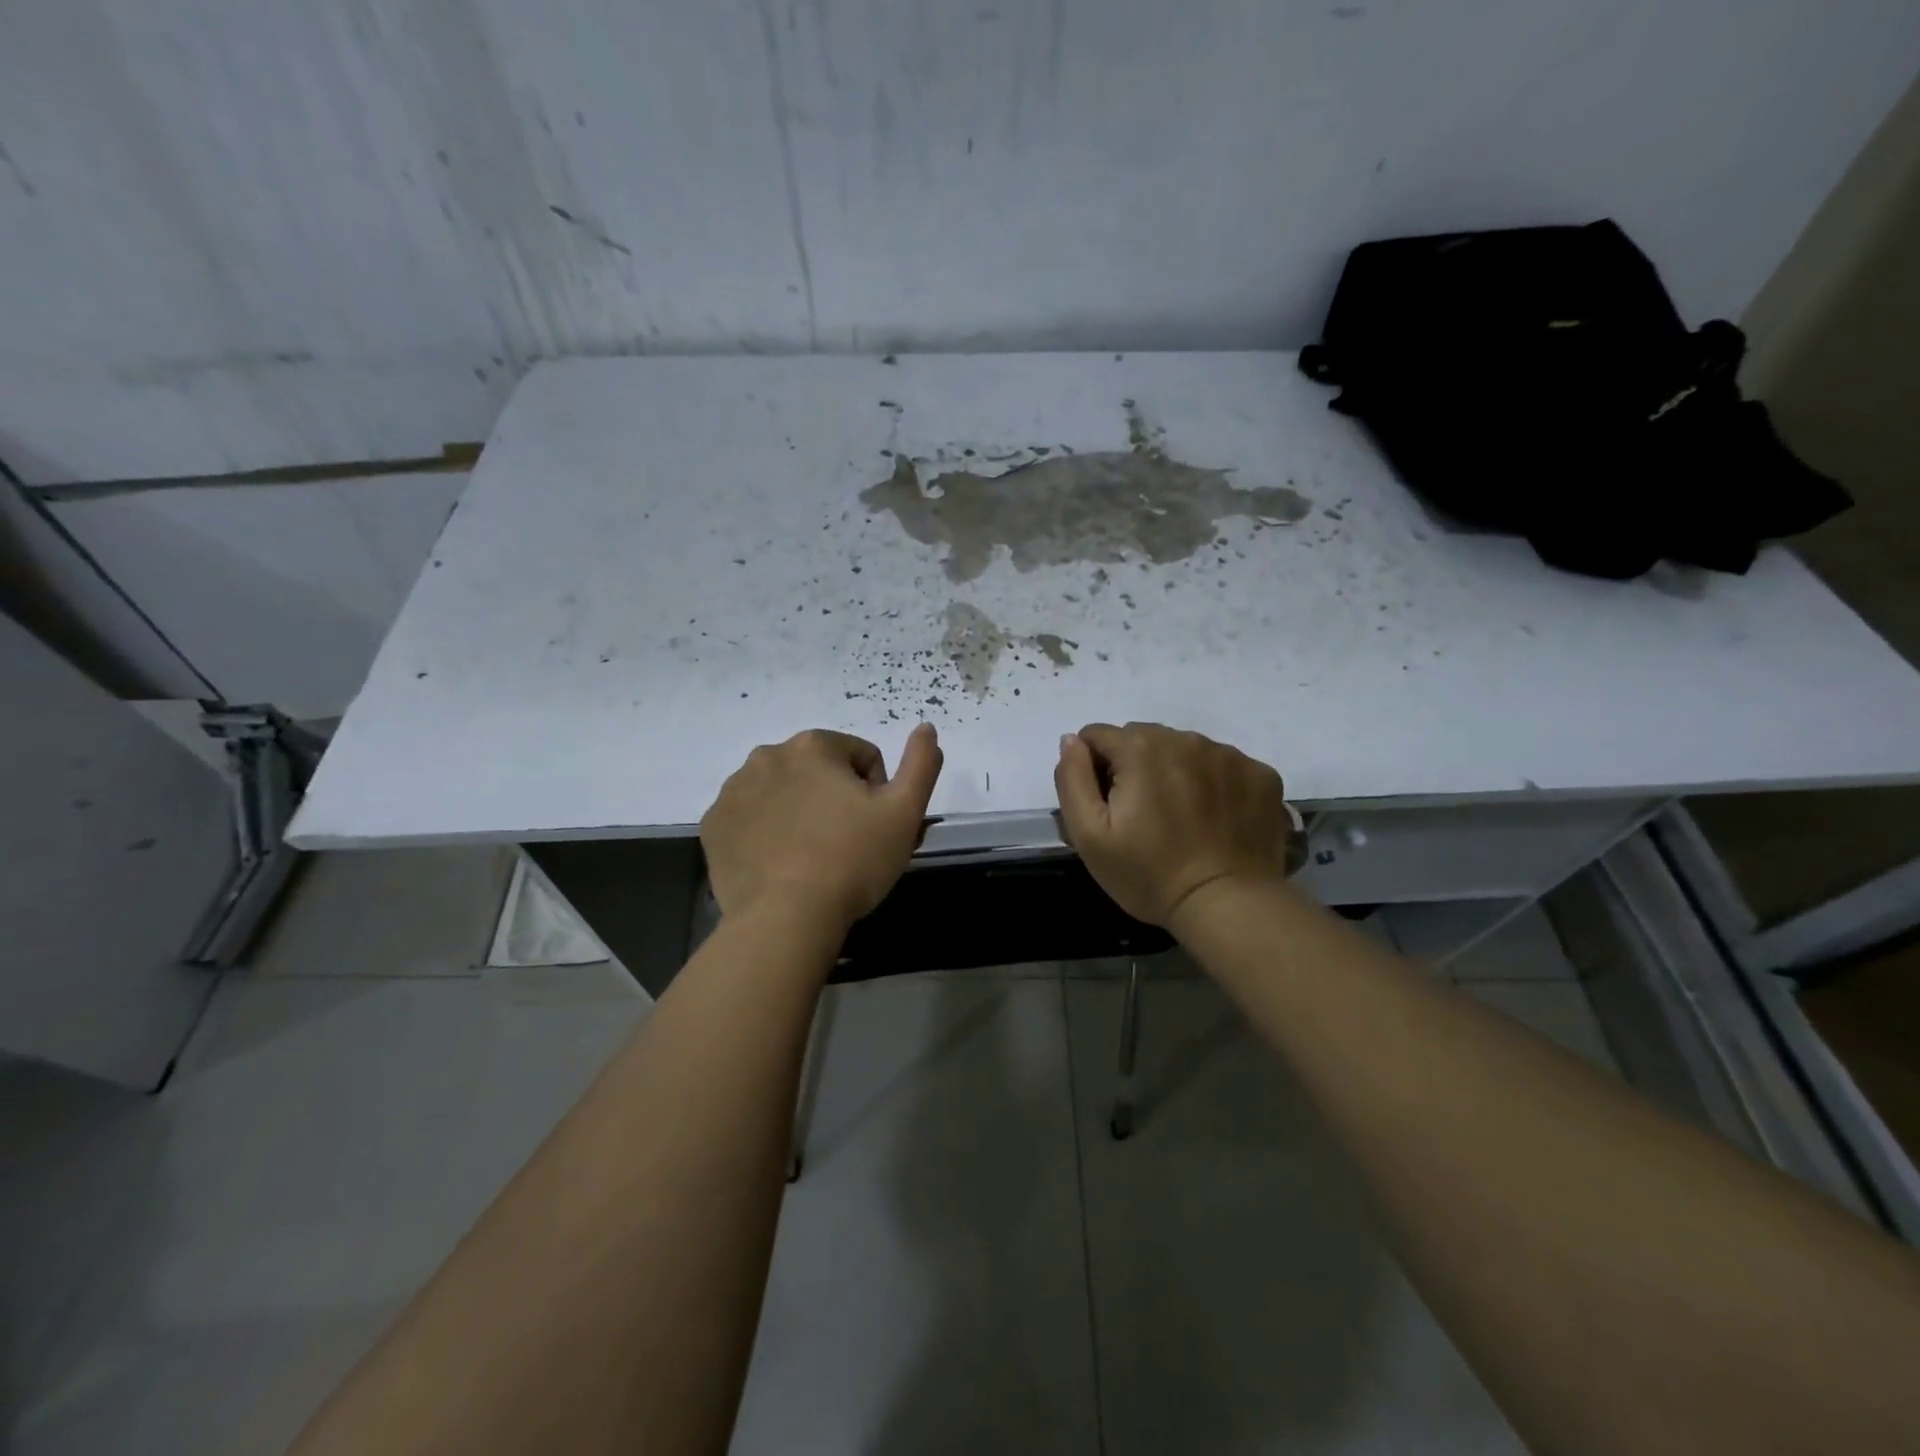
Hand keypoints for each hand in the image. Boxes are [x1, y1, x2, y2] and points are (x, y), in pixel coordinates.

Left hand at [700, 725, 943, 927]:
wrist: (786, 918)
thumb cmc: (853, 860)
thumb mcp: (904, 812)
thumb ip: (921, 763)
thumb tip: (926, 728)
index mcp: (813, 745)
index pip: (861, 758)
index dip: (877, 793)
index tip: (874, 828)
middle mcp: (767, 756)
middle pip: (819, 772)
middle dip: (835, 799)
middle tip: (846, 844)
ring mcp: (733, 791)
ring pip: (783, 792)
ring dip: (800, 812)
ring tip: (812, 857)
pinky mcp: (713, 826)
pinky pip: (750, 818)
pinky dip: (766, 832)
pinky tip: (780, 864)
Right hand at [1054, 722, 1287, 926]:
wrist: (1227, 906)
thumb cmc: (1148, 874)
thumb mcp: (1089, 835)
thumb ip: (1072, 779)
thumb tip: (1072, 740)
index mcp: (1140, 749)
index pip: (1098, 736)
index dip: (1094, 769)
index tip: (1109, 806)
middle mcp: (1185, 739)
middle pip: (1142, 738)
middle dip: (1134, 766)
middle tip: (1143, 815)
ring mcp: (1229, 754)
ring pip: (1183, 748)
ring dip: (1174, 771)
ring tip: (1181, 817)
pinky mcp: (1261, 773)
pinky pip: (1222, 764)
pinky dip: (1213, 782)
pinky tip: (1213, 818)